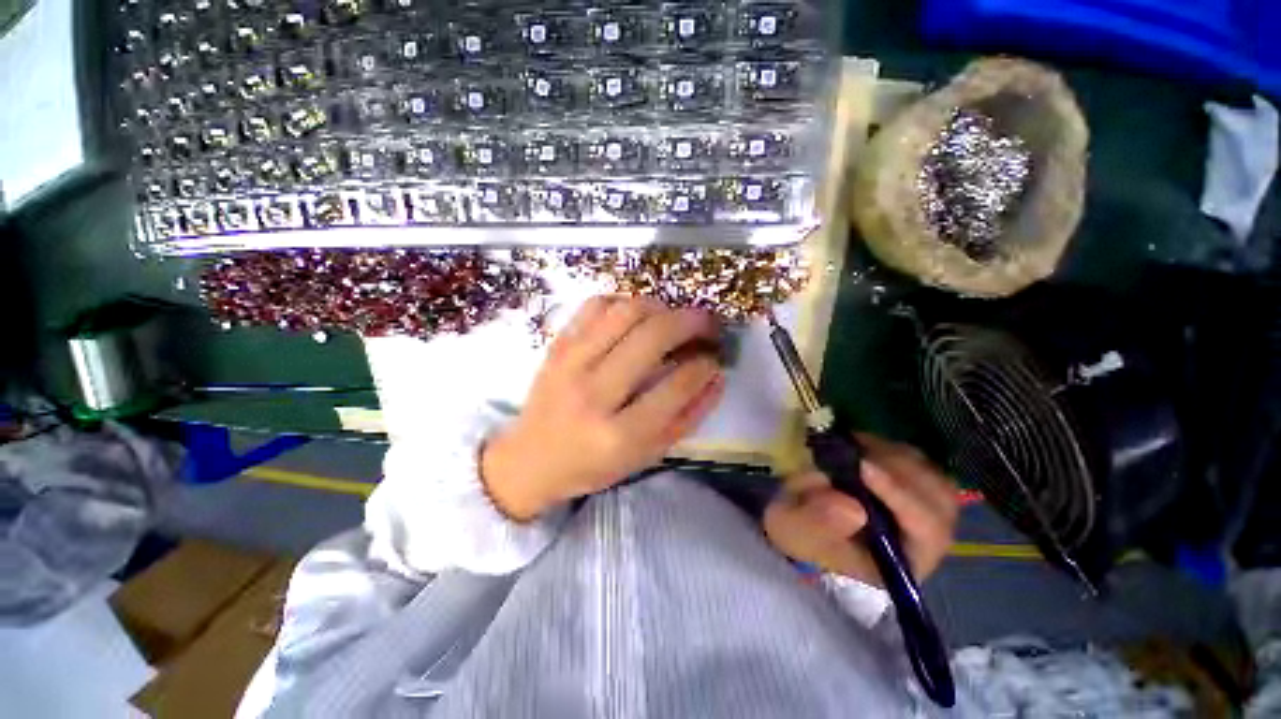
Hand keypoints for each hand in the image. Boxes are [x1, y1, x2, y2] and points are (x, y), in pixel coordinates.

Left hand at [481, 296, 724, 520]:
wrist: (531, 459)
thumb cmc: (594, 464)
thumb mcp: (647, 455)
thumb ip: (687, 417)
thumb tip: (716, 376)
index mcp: (620, 434)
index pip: (677, 386)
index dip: (705, 366)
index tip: (713, 359)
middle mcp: (594, 393)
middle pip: (653, 337)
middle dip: (692, 322)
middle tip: (708, 324)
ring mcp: (571, 363)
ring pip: (626, 312)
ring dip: (661, 307)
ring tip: (673, 317)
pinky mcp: (557, 346)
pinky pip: (595, 306)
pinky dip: (623, 302)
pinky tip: (635, 316)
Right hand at [764, 434, 957, 585]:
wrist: (798, 516)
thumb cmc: (798, 529)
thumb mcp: (794, 530)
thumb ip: (817, 522)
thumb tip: (852, 508)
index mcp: (903, 562)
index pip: (927, 532)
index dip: (901, 497)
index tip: (864, 468)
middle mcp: (925, 539)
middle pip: (940, 501)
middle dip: (900, 471)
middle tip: (857, 453)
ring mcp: (923, 509)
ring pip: (932, 475)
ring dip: (895, 457)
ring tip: (854, 449)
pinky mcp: (913, 485)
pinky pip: (920, 462)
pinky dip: (891, 449)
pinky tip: (861, 446)